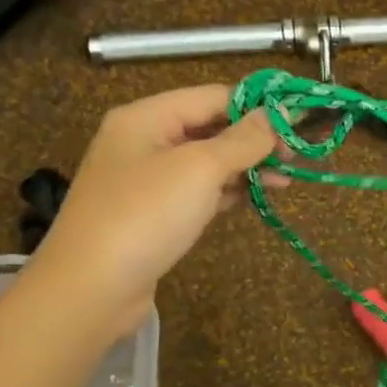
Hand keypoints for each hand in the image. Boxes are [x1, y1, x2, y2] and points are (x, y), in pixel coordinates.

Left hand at [32, 85, 279, 332]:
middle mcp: (142, 141)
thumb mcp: (199, 169)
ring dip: (244, 169)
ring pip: (204, 163)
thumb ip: (241, 140)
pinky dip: (225, 193)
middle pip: (209, 128)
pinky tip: (252, 200)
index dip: (256, 107)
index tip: (297, 125)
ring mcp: (144, 181)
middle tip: (295, 159)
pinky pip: (195, 192)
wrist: (89, 290)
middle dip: (253, 141)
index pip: (212, 96)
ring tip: (285, 183)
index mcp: (147, 117)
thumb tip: (273, 116)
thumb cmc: (145, 216)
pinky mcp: (149, 215)